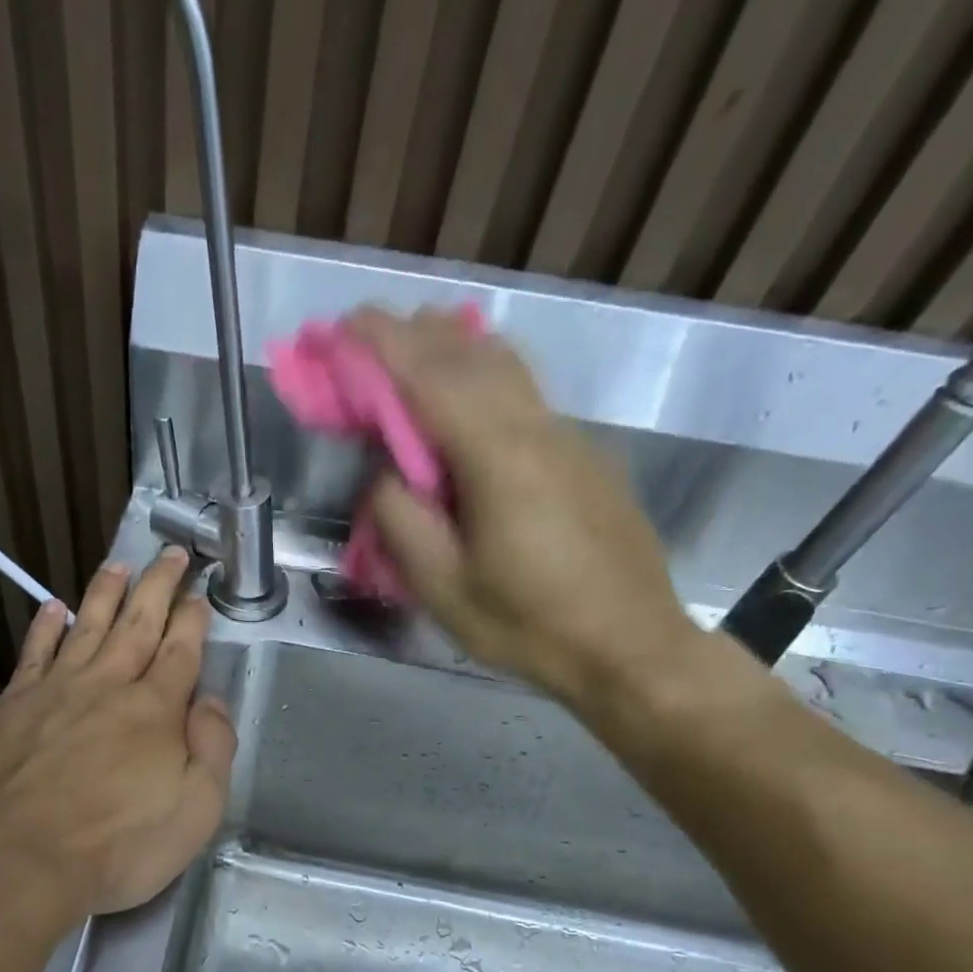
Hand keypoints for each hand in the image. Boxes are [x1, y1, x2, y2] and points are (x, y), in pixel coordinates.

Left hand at [0, 548, 236, 919]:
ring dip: (105, 594)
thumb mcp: (195, 811)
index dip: (193, 619)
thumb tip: (210, 701)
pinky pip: (33, 653)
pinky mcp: (11, 707)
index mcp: (155, 709)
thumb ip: (212, 749)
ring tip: (118, 565)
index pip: (181, 651)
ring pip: (86, 627)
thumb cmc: (117, 848)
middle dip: (158, 586)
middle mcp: (107, 686)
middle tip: (171, 554)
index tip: (200, 594)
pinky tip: (52, 608)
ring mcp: (54, 691)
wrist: (17, 864)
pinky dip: (45, 627)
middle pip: (137, 624)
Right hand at [348, 307, 698, 712]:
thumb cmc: (528, 626)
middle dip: (413, 335)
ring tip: (410, 351)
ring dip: (452, 347)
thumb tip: (385, 474)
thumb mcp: (443, 588)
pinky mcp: (583, 456)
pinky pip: (523, 394)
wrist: (630, 646)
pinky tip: (463, 399)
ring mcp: (568, 437)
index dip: (382, 346)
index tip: (343, 325)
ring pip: (507, 365)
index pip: (431, 378)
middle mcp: (538, 428)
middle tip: (364, 336)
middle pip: (472, 354)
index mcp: (499, 457)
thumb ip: (402, 521)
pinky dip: (481, 376)